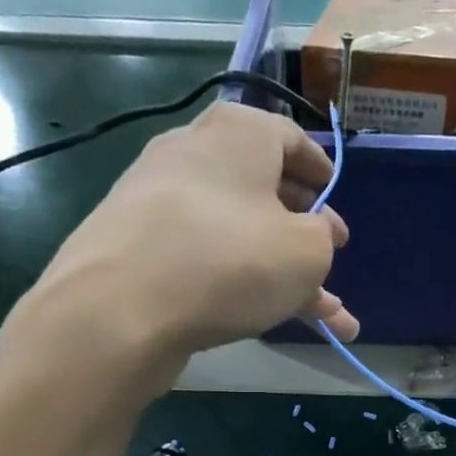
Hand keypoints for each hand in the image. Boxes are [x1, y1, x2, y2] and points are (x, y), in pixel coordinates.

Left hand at [0, 103, 358, 391]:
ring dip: (286, 272)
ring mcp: (163, 203)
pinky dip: (246, 284)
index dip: (321, 169)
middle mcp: (196, 155)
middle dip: (306, 230)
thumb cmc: (229, 262)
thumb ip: (322, 238)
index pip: (290, 137)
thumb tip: (311, 235)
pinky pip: (211, 259)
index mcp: (238, 134)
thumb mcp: (307, 252)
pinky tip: (275, 322)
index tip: (336, 196)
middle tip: (333, 256)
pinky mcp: (143, 248)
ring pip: (243, 235)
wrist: (119, 310)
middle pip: (264, 189)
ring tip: (327, 315)